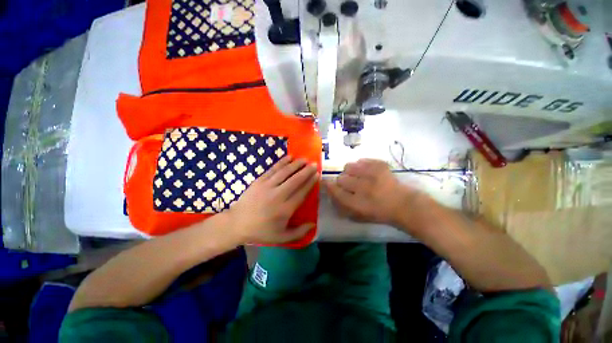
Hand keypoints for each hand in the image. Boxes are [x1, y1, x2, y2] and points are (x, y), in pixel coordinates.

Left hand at [227, 156, 318, 244]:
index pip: (302, 192)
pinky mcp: (259, 181)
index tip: (317, 175)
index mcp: (285, 209)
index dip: (310, 182)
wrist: (236, 224)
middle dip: (306, 171)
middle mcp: (278, 195)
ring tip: (304, 159)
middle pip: (295, 180)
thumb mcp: (281, 237)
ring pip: (285, 172)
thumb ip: (299, 232)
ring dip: (296, 164)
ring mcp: (267, 186)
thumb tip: (313, 224)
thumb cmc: (261, 231)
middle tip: (314, 164)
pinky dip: (282, 162)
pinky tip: (289, 157)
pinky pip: (273, 169)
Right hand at [323, 159, 423, 226]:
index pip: (335, 191)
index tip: (327, 183)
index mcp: (357, 203)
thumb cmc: (378, 213)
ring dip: (350, 172)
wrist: (402, 204)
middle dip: (342, 181)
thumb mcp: (357, 216)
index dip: (328, 186)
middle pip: (340, 178)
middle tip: (349, 184)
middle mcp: (363, 188)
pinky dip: (361, 166)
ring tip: (357, 175)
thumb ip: (341, 206)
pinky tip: (367, 171)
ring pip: (348, 166)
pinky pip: (361, 160)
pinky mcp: (379, 165)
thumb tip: (330, 192)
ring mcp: (372, 175)